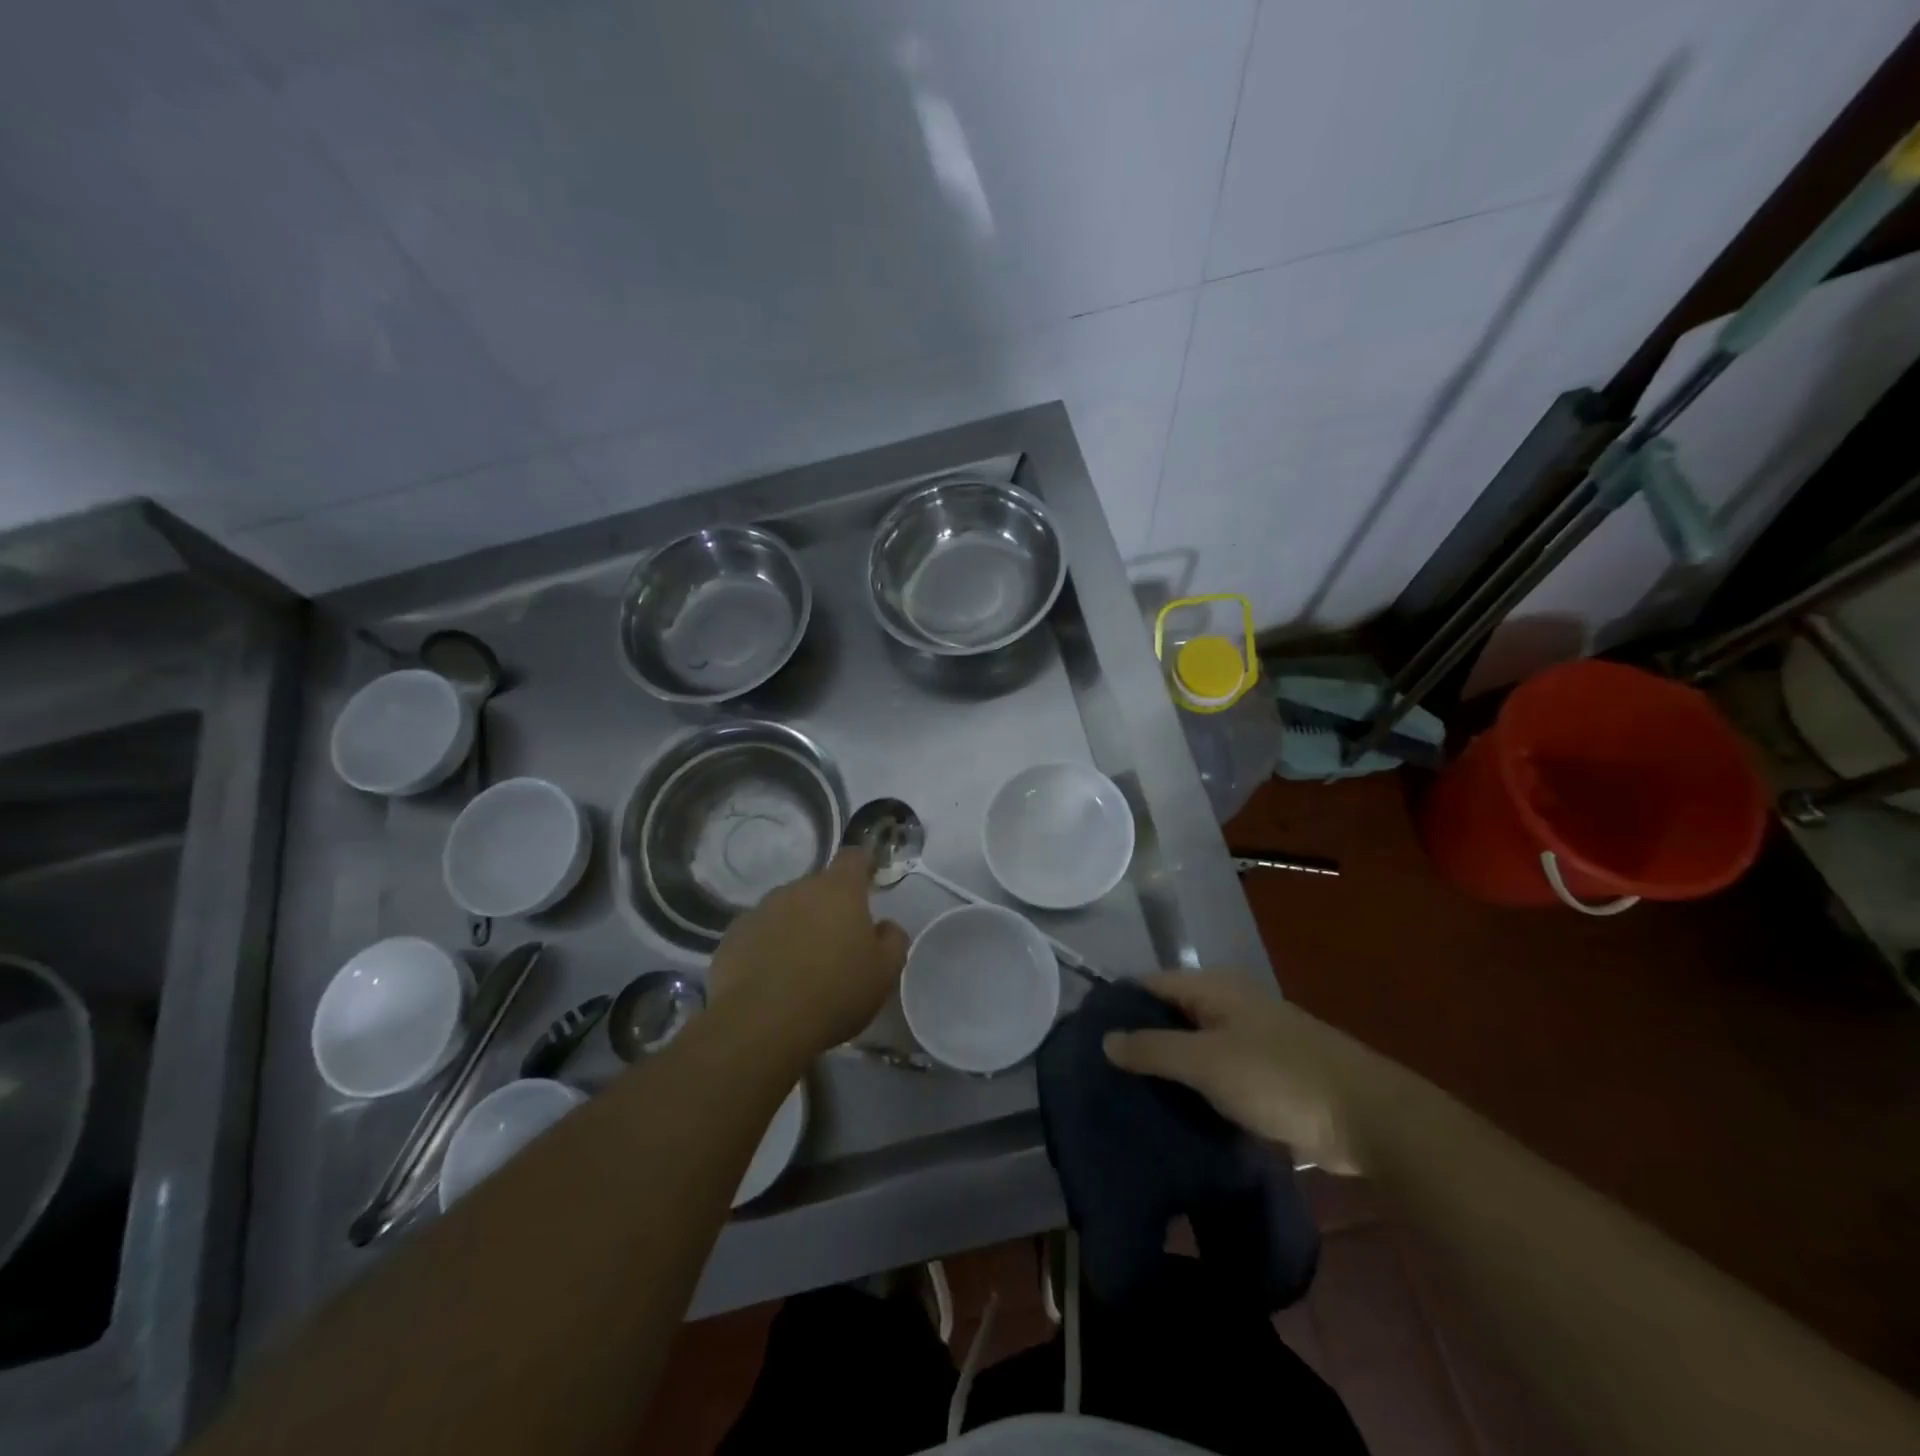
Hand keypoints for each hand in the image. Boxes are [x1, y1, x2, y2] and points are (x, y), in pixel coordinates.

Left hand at [706, 848, 908, 1060]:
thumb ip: (892, 939)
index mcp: (838, 890)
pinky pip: (759, 932)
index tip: (868, 883)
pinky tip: (771, 979)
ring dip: (796, 926)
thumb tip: (885, 926)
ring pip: (787, 909)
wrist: (761, 1025)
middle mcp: (798, 889)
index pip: (852, 857)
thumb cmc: (834, 993)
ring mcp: (760, 910)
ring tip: (800, 965)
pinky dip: (768, 946)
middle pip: (818, 887)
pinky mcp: (733, 936)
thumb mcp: (884, 973)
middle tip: (836, 944)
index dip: (862, 867)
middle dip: (828, 907)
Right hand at [1101, 972, 1382, 1173]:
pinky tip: (1173, 1113)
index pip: (1151, 984)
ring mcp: (1251, 1040)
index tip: (1086, 1033)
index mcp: (1214, 989)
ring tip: (1127, 1095)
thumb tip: (1105, 1039)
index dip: (1118, 1004)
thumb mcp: (1206, 1062)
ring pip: (1194, 1047)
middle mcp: (1230, 1005)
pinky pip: (1217, 1074)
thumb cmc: (1280, 1078)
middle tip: (1102, 1071)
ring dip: (1167, 1067)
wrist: (1368, 1118)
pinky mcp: (1268, 1075)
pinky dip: (1195, 1088)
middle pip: (1171, 1014)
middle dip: (1139, 1038)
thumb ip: (1153, 1049)